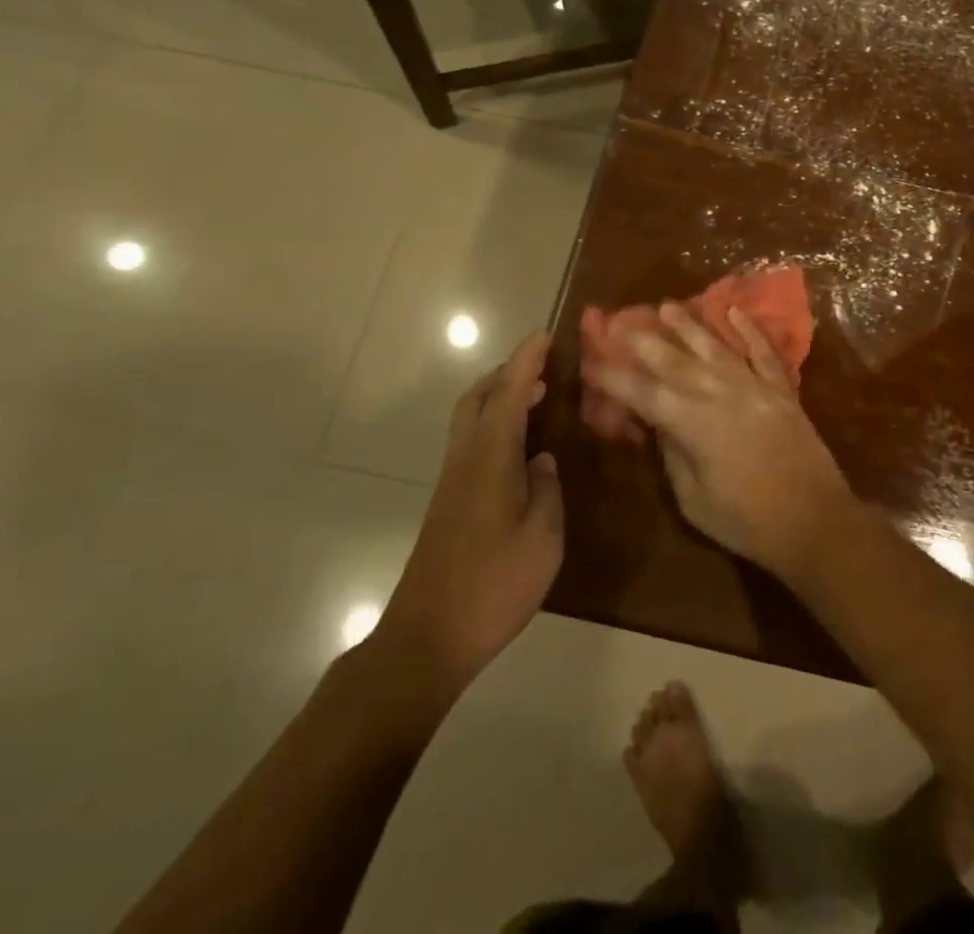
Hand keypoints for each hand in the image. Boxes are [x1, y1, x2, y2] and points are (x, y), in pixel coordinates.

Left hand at [373, 333, 562, 696]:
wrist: (426, 639)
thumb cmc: (493, 585)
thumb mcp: (543, 539)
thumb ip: (547, 491)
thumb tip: (542, 462)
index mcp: (490, 459)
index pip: (508, 394)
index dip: (526, 361)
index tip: (544, 335)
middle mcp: (465, 460)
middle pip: (476, 398)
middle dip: (506, 373)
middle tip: (542, 366)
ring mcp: (452, 482)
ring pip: (469, 419)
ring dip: (498, 397)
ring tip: (535, 398)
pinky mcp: (448, 503)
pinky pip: (471, 442)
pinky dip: (494, 424)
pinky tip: (518, 448)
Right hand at [581, 303, 853, 578]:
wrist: (817, 521)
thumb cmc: (748, 522)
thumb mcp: (694, 501)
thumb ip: (673, 455)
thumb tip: (658, 424)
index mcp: (694, 425)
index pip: (644, 394)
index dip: (615, 379)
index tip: (592, 364)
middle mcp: (721, 394)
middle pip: (676, 361)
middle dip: (645, 341)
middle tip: (621, 322)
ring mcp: (755, 386)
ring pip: (715, 347)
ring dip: (689, 325)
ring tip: (666, 306)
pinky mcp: (783, 389)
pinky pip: (762, 351)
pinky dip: (748, 329)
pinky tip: (732, 310)